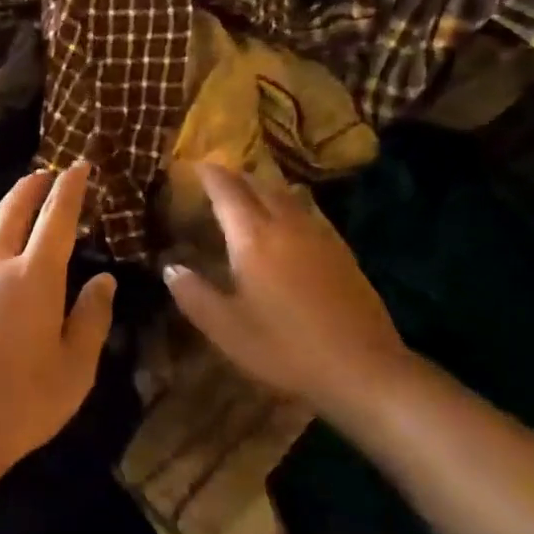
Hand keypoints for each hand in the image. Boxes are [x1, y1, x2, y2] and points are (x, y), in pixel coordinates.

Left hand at [0, 162, 116, 490]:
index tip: (78, 165)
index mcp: (35, 279)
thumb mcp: (75, 368)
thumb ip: (91, 319)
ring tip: (17, 201)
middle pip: (12, 213)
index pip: (56, 219)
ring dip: (4, 209)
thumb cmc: (22, 403)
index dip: (69, 189)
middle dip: (30, 187)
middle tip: (45, 172)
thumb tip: (103, 280)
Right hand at [162, 163, 419, 425]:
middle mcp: (286, 226)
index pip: (227, 191)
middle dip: (236, 176)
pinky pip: (308, 212)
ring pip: (287, 195)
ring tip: (248, 192)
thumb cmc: (285, 348)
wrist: (363, 368)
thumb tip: (170, 267)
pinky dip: (289, 204)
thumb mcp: (226, 329)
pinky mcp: (342, 251)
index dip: (209, 174)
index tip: (194, 164)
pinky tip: (288, 222)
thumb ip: (194, 294)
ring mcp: (319, 236)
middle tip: (217, 176)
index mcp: (253, 239)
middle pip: (259, 185)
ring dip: (263, 187)